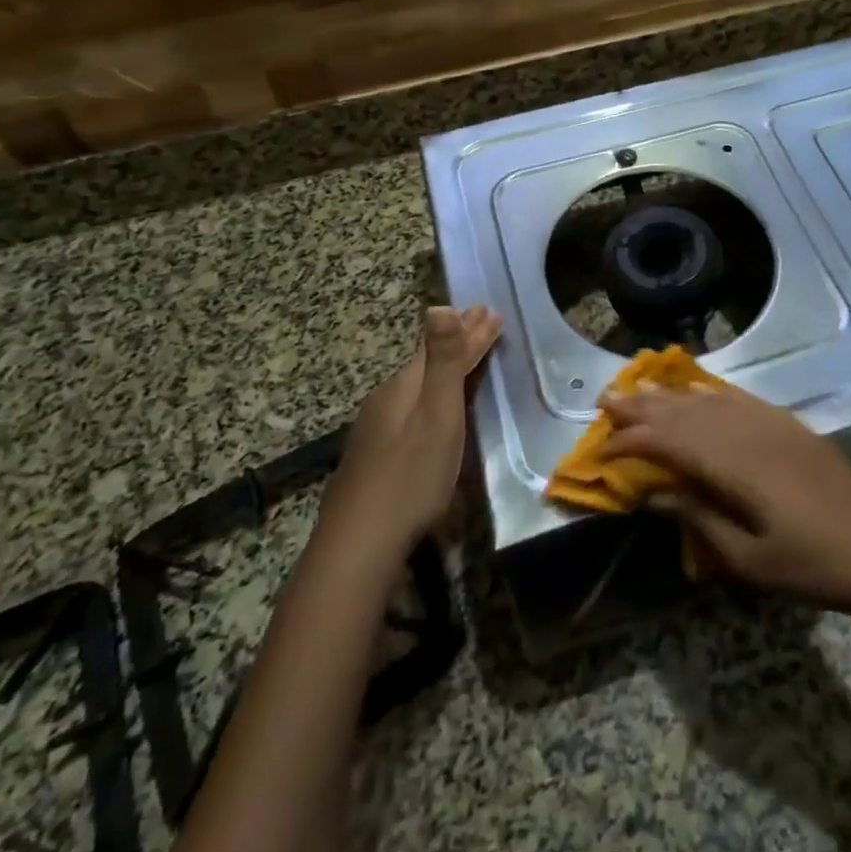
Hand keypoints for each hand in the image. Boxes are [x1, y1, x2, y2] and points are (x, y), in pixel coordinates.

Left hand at [322, 305, 500, 564]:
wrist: (359, 546)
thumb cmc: (410, 477)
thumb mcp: (436, 415)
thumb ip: (442, 362)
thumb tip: (440, 305)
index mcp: (403, 387)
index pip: (441, 346)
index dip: (469, 330)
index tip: (492, 311)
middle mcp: (386, 400)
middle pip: (426, 362)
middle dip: (456, 341)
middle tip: (480, 318)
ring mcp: (375, 430)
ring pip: (416, 384)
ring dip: (444, 365)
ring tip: (463, 355)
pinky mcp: (374, 457)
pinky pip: (409, 406)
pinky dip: (431, 393)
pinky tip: (429, 405)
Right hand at [599, 379, 850, 613]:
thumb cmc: (811, 564)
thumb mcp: (748, 559)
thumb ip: (699, 520)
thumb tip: (655, 494)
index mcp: (733, 465)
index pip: (669, 443)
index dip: (633, 443)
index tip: (604, 448)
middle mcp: (745, 433)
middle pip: (683, 413)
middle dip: (642, 407)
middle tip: (606, 400)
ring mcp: (768, 423)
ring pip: (706, 400)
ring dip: (669, 394)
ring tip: (638, 386)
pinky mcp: (785, 423)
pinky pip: (737, 398)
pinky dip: (709, 391)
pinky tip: (695, 388)